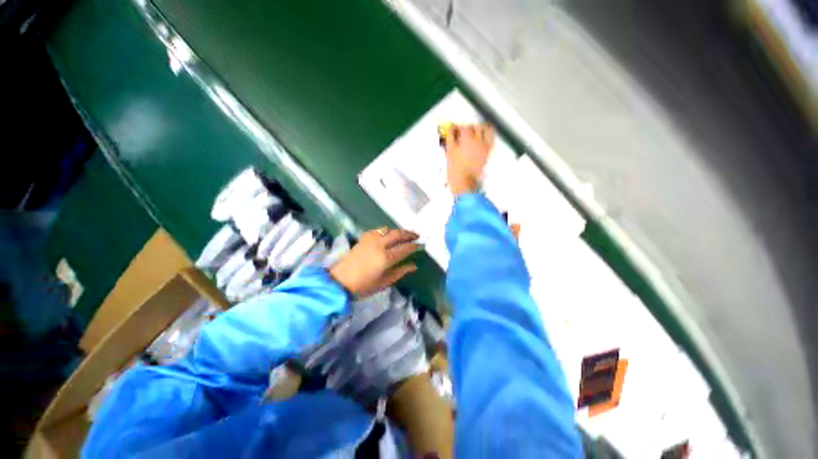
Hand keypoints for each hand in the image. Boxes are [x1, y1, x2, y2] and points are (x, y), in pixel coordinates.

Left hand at [329, 228, 419, 298]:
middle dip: (408, 233)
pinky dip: (385, 231)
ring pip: (387, 230)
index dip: (414, 246)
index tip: (420, 245)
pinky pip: (377, 231)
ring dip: (397, 231)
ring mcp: (370, 240)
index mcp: (386, 258)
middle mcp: (379, 245)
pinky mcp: (363, 239)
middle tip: (416, 235)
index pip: (405, 248)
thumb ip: (400, 271)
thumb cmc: (364, 286)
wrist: (340, 282)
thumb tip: (414, 265)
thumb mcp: (385, 282)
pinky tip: (386, 235)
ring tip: (403, 234)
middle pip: (397, 234)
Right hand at [443, 123, 493, 194]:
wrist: (464, 183)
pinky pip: (490, 141)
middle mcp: (479, 141)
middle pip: (477, 126)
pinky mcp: (488, 154)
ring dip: (482, 128)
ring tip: (476, 131)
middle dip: (470, 126)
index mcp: (468, 139)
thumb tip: (451, 130)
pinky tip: (482, 140)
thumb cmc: (456, 170)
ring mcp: (485, 147)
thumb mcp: (450, 152)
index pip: (464, 127)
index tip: (455, 129)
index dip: (458, 127)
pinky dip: (487, 137)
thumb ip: (450, 138)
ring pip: (487, 131)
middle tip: (464, 130)